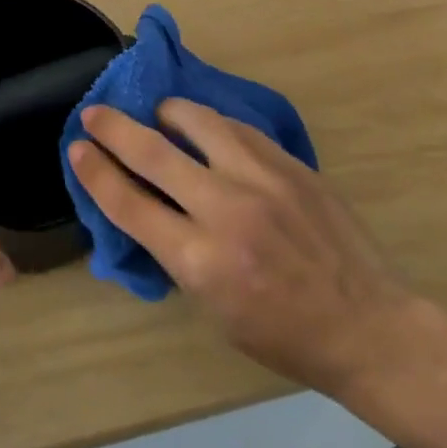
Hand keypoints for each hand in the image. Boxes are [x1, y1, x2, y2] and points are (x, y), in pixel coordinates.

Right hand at [69, 101, 418, 398]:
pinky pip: (237, 128)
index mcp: (201, 262)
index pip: (130, 204)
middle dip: (114, 128)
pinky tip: (205, 129)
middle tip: (93, 112)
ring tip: (158, 115)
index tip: (77, 148)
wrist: (369, 325)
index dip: (96, 172)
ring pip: (197, 121)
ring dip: (166, 113)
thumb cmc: (284, 335)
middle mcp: (226, 211)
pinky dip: (210, 124)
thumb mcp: (213, 310)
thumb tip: (146, 206)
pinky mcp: (290, 164)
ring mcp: (262, 180)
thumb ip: (176, 253)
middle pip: (153, 153)